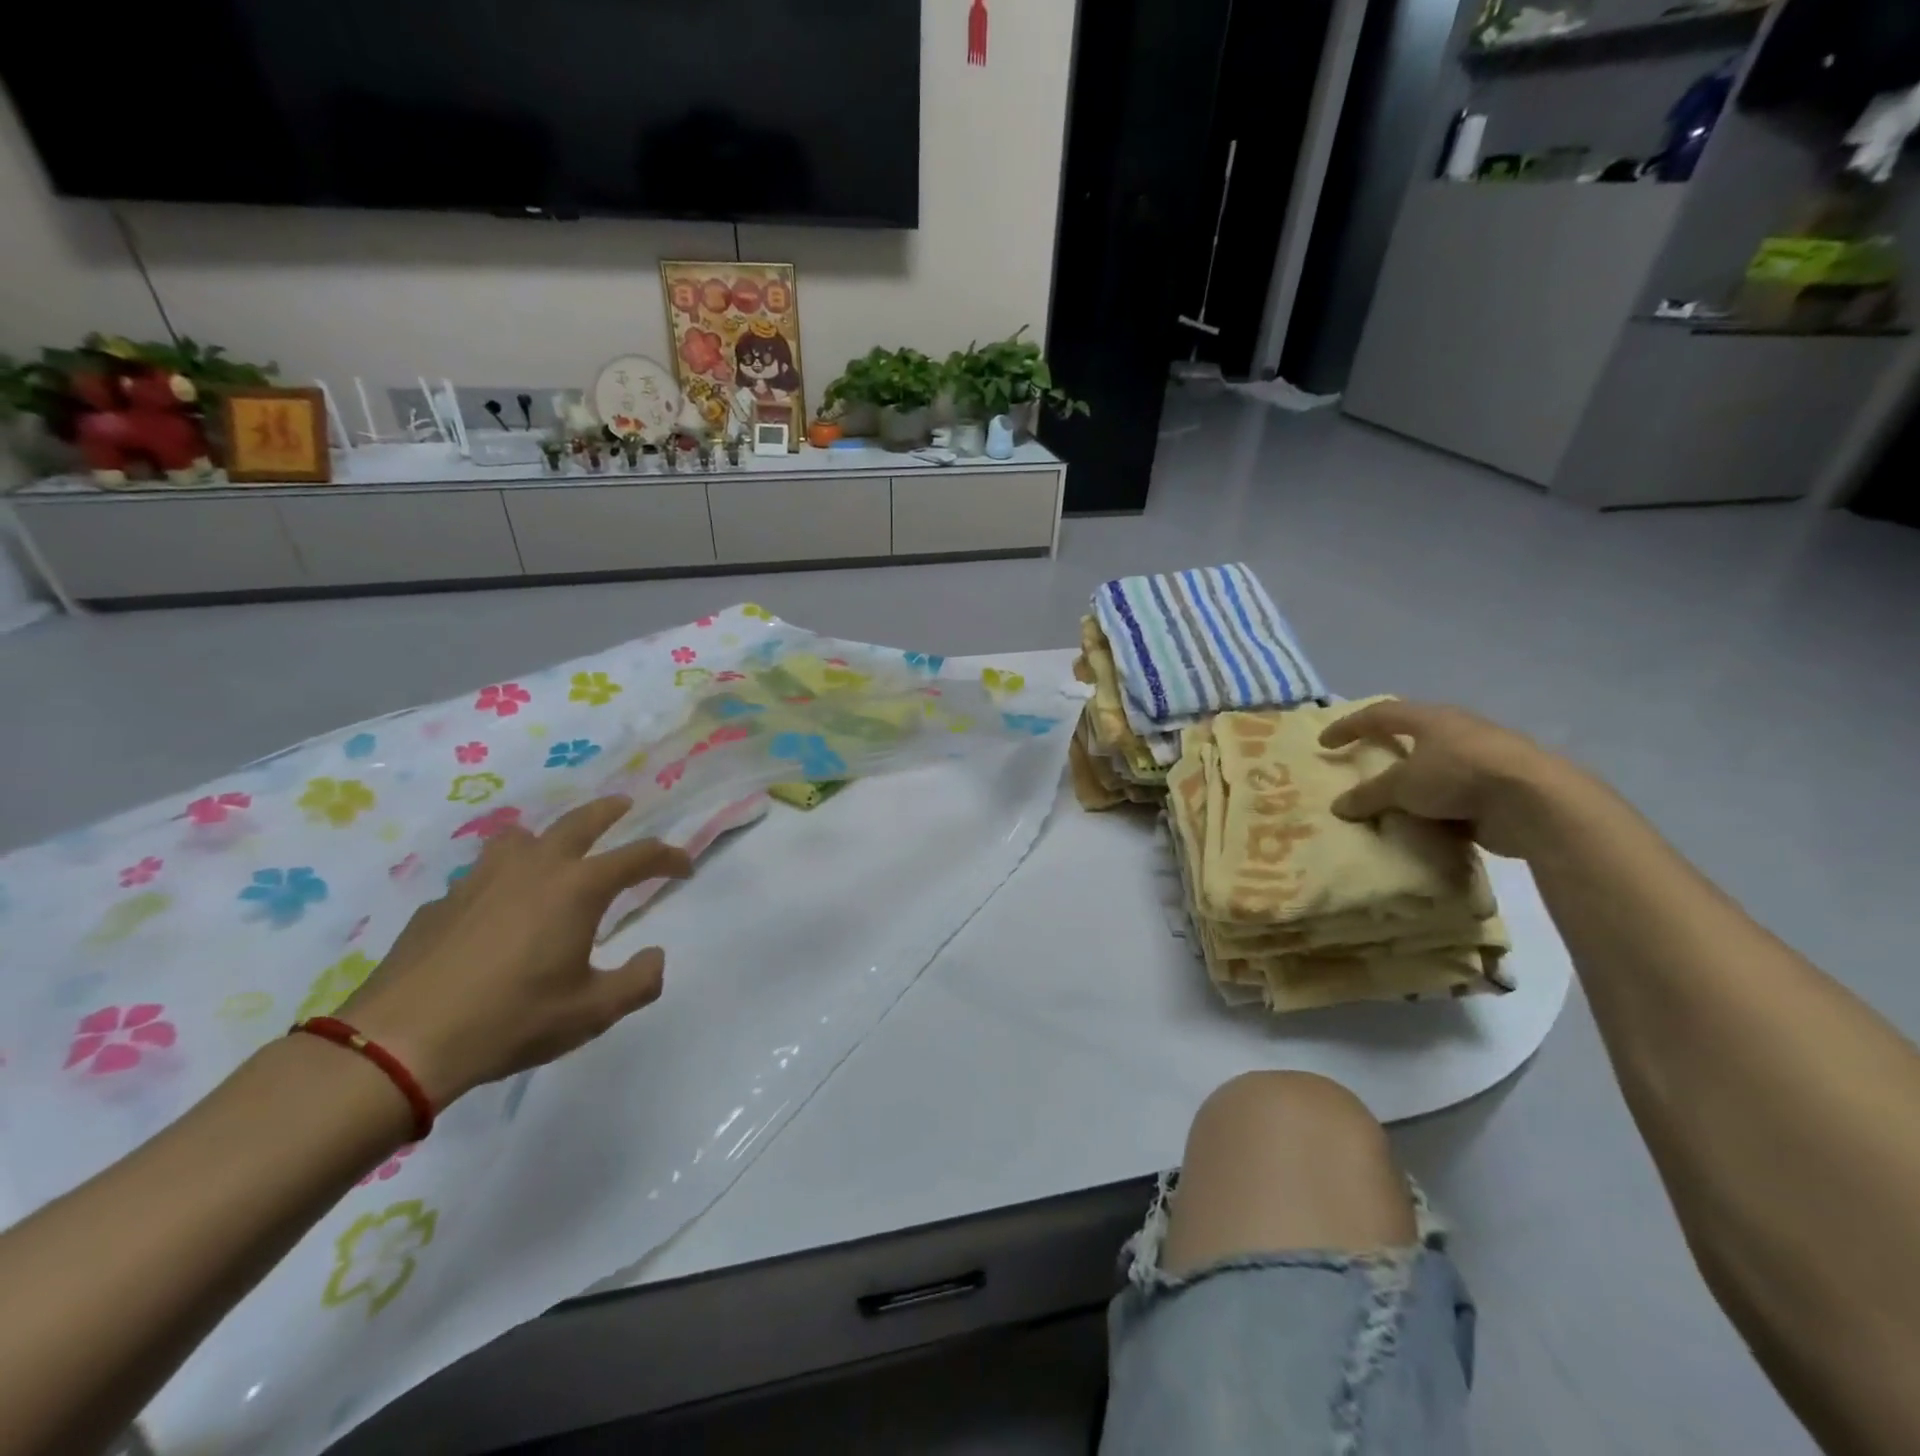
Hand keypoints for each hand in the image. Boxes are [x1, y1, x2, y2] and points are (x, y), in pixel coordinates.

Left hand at [337, 797, 691, 1108]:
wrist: (399, 1043)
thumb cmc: (511, 1020)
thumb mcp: (592, 1012)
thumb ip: (638, 982)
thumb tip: (655, 956)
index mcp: (578, 888)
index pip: (639, 856)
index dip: (669, 858)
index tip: (684, 867)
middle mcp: (534, 868)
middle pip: (579, 821)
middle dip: (609, 811)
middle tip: (625, 806)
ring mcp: (480, 880)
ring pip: (520, 837)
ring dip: (546, 838)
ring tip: (552, 854)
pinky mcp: (441, 903)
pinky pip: (481, 877)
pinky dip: (501, 882)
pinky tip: (495, 916)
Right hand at [1318, 700, 1574, 857]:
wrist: (1536, 802)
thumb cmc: (1459, 776)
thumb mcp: (1402, 786)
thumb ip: (1369, 795)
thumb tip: (1338, 806)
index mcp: (1431, 719)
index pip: (1379, 714)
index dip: (1348, 726)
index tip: (1324, 744)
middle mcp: (1457, 732)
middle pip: (1413, 734)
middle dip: (1387, 748)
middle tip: (1364, 762)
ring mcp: (1482, 759)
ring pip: (1436, 766)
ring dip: (1414, 782)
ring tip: (1392, 800)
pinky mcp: (1499, 788)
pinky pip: (1455, 794)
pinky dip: (1436, 806)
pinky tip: (1424, 823)